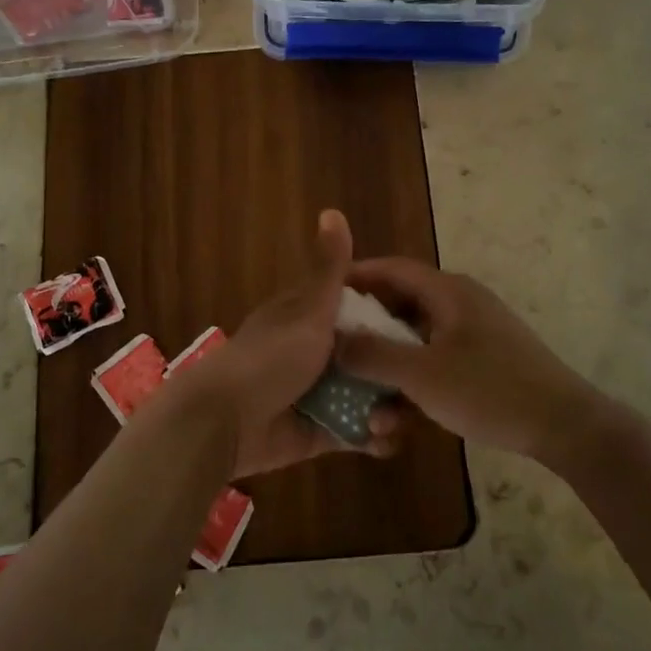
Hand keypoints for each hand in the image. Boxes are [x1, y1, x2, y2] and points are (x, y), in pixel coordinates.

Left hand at [173, 210, 406, 477]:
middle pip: (367, 357)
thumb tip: (332, 210)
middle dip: (394, 369)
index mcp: (309, 317)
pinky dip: (370, 436)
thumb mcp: (307, 310)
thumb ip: (328, 269)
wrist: (225, 421)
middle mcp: (314, 353)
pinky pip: (352, 432)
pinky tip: (386, 441)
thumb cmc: (270, 357)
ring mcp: (316, 393)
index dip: (390, 316)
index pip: (358, 310)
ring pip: (363, 396)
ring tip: (400, 418)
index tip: (425, 326)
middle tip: (419, 382)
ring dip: (385, 406)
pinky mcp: (317, 432)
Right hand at [335, 258, 603, 462]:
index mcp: (448, 292)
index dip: (355, 277)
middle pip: (400, 306)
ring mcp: (473, 334)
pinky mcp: (483, 363)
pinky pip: (436, 363)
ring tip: (366, 406)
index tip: (321, 295)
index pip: (391, 269)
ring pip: (416, 342)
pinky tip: (398, 422)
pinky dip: (414, 384)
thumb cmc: (490, 390)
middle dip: (367, 334)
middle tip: (334, 352)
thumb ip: (374, 355)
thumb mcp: (423, 375)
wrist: (566, 427)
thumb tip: (334, 340)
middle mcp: (459, 304)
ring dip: (389, 370)